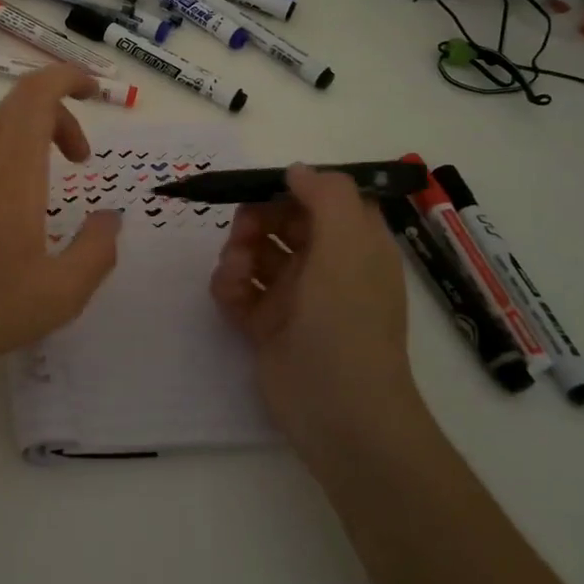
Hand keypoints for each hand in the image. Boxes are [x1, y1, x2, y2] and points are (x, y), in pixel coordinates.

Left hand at [0, 65, 121, 378]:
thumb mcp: (58, 296)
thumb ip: (96, 252)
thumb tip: (111, 218)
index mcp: (10, 171)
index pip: (36, 94)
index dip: (67, 77)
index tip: (95, 92)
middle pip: (18, 104)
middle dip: (59, 114)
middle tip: (82, 158)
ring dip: (33, 142)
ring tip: (50, 195)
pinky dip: (8, 163)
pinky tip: (10, 219)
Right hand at [210, 165, 415, 459]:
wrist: (337, 412)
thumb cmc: (347, 321)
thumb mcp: (348, 246)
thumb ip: (326, 196)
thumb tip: (296, 171)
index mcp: (355, 245)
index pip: (321, 200)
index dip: (291, 190)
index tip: (261, 191)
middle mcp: (326, 265)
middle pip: (281, 221)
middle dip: (255, 220)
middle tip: (244, 236)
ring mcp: (295, 297)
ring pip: (255, 253)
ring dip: (237, 253)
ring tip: (235, 273)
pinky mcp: (267, 325)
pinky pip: (239, 289)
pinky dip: (228, 286)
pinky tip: (229, 295)